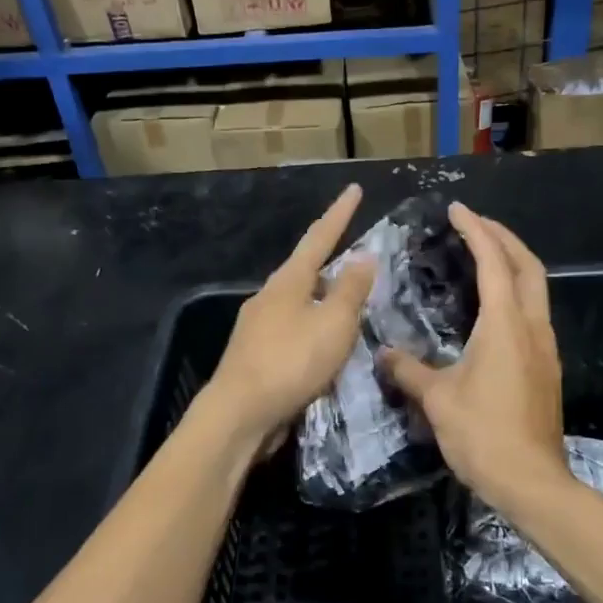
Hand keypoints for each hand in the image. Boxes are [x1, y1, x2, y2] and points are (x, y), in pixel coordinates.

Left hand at [208, 184, 376, 446]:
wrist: (240, 414)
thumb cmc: (291, 361)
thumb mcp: (333, 324)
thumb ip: (351, 290)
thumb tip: (362, 257)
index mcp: (288, 281)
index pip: (319, 238)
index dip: (340, 214)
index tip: (354, 189)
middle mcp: (269, 297)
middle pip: (306, 271)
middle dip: (333, 263)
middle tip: (361, 264)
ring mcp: (259, 327)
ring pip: (300, 303)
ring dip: (325, 301)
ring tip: (351, 308)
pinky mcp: (257, 356)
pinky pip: (294, 331)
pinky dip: (315, 330)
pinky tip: (326, 346)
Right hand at [379, 203, 567, 512]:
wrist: (530, 481)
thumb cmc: (483, 434)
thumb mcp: (437, 399)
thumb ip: (408, 370)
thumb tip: (383, 353)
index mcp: (505, 325)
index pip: (493, 262)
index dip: (476, 231)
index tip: (458, 209)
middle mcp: (532, 327)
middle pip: (528, 266)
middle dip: (504, 238)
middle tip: (475, 224)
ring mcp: (545, 347)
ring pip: (536, 289)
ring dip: (514, 264)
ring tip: (483, 257)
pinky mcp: (546, 367)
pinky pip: (533, 313)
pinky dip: (515, 293)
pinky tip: (492, 308)